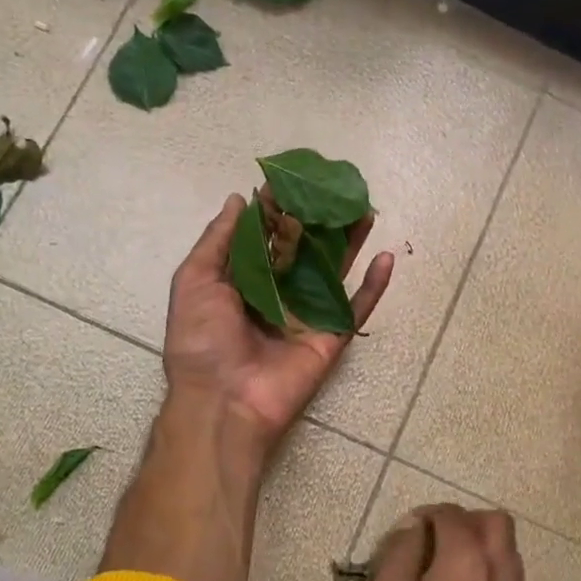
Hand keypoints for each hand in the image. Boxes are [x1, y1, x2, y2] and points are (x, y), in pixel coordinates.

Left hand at [164, 194, 393, 454]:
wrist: (223, 400)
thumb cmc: (201, 340)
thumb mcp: (194, 282)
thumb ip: (217, 241)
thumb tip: (238, 200)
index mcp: (243, 282)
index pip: (266, 238)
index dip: (278, 210)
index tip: (293, 179)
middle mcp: (277, 294)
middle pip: (304, 251)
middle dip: (319, 221)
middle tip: (336, 190)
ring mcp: (306, 315)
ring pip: (334, 272)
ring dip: (350, 243)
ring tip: (366, 209)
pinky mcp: (330, 337)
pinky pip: (355, 308)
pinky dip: (373, 286)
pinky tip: (386, 256)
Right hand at [368, 505, 524, 580]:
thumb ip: (398, 557)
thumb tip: (412, 529)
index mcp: (465, 558)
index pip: (451, 514)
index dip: (427, 514)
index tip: (409, 532)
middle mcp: (497, 568)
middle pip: (493, 520)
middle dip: (464, 520)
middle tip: (436, 540)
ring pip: (507, 547)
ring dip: (481, 543)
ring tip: (450, 566)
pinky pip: (508, 575)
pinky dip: (489, 569)